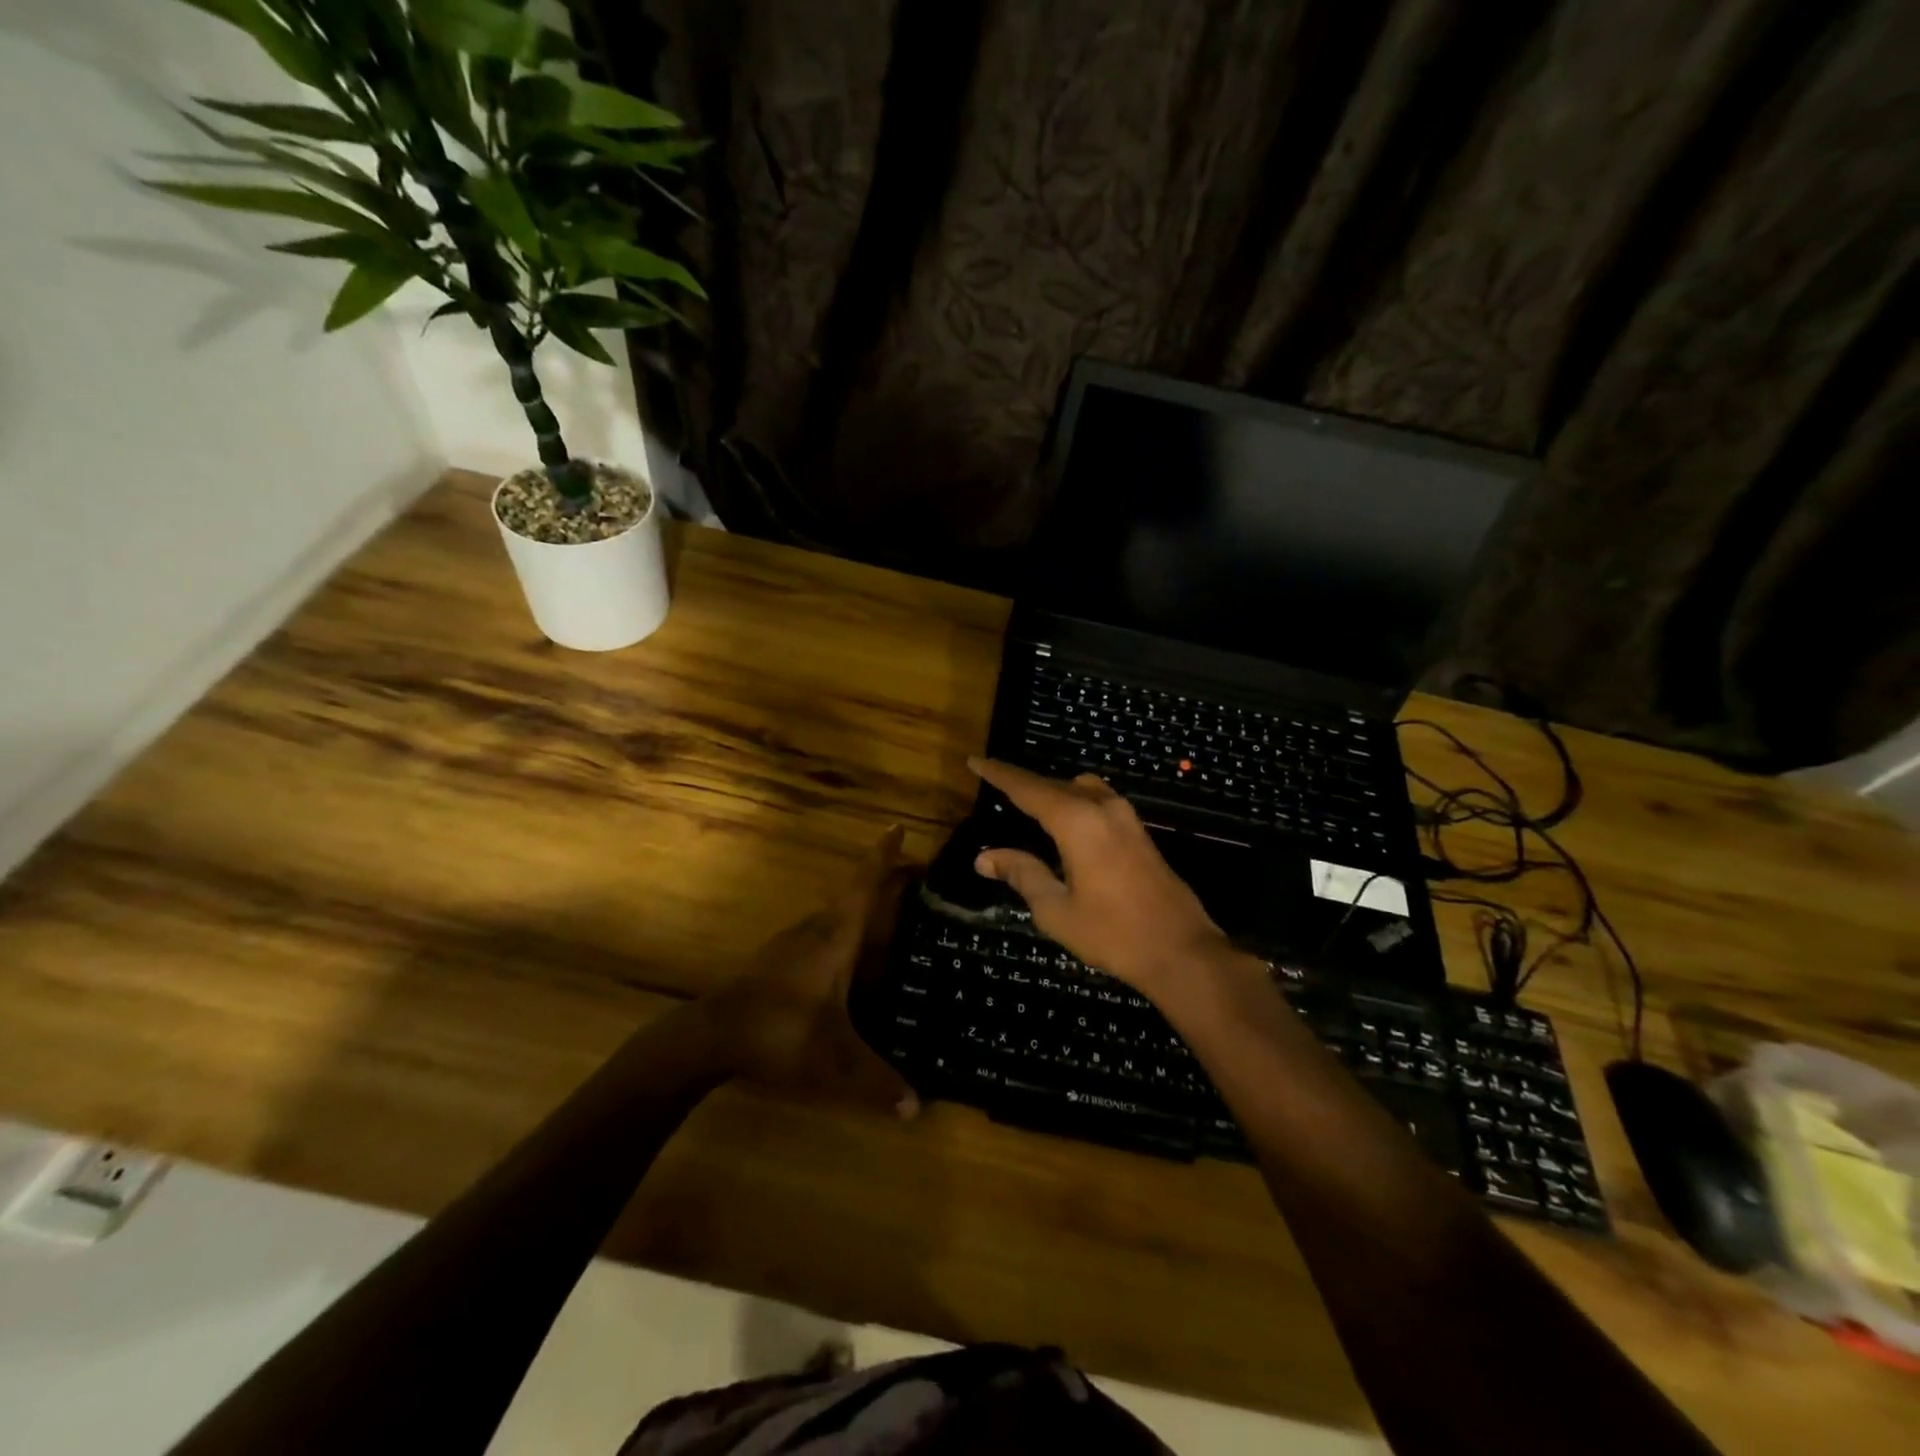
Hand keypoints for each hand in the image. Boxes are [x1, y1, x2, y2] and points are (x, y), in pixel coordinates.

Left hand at [703, 826, 920, 1117]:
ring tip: (890, 919)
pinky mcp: (777, 960)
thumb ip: (877, 1082)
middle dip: (883, 882)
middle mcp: (815, 930)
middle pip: (853, 895)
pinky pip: (820, 935)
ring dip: (861, 909)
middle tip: (916, 881)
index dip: (883, 856)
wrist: (710, 1035)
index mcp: (835, 937)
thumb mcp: (835, 1061)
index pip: (864, 885)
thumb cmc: (779, 1031)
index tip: (899, 827)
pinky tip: (849, 961)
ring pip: (834, 916)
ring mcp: (792, 943)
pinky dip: (843, 932)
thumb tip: (917, 1108)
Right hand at [968, 758, 1241, 995]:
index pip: (1027, 789)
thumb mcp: (1056, 910)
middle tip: (995, 785)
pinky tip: (1065, 825)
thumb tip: (985, 857)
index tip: (975, 760)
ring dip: (1052, 791)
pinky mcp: (1139, 832)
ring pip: (1080, 789)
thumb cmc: (1113, 933)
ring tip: (1028, 806)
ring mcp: (1126, 818)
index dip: (999, 774)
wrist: (1182, 950)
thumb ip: (1022, 875)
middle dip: (1023, 783)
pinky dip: (1073, 802)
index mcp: (1077, 822)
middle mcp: (1102, 808)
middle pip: (1054, 785)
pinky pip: (1097, 801)